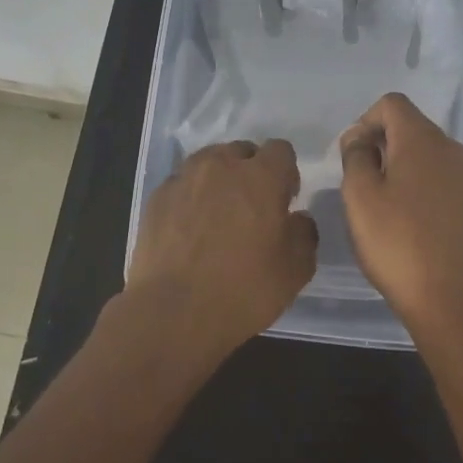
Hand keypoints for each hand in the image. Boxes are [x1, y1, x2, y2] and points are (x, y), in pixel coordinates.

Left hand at [124, 139, 318, 362]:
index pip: (280, 150)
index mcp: (261, 177)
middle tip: (251, 209)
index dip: (286, 173)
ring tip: (217, 215)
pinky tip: (189, 229)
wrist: (173, 313)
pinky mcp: (157, 196)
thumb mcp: (296, 271)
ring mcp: (184, 178)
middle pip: (242, 151)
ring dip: (219, 179)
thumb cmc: (243, 290)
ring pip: (209, 162)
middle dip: (251, 172)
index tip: (284, 201)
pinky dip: (190, 197)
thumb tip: (297, 218)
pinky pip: (182, 184)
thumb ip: (304, 234)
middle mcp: (222, 165)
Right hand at [340, 92, 462, 331]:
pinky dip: (422, 184)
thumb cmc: (396, 242)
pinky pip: (443, 176)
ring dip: (402, 166)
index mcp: (423, 140)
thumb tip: (359, 139)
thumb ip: (355, 155)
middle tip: (362, 183)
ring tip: (385, 204)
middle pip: (411, 127)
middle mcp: (453, 148)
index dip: (365, 121)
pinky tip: (411, 219)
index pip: (392, 104)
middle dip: (382, 144)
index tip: (352, 156)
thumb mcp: (359, 196)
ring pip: (428, 153)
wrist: (448, 298)